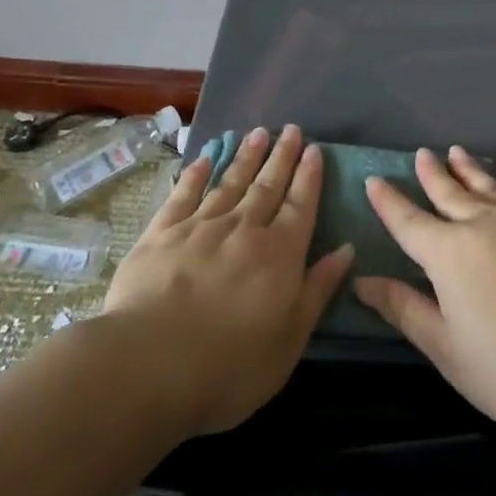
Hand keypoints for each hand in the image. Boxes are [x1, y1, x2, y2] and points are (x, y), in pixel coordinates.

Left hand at [103, 125, 352, 435]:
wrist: (149, 365)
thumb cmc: (230, 366)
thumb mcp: (289, 339)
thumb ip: (318, 290)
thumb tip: (345, 249)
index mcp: (279, 254)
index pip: (301, 205)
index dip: (309, 176)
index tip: (314, 149)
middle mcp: (244, 229)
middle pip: (268, 186)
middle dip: (282, 156)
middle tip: (291, 129)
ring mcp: (200, 227)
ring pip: (229, 182)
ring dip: (246, 156)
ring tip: (257, 133)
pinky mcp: (161, 233)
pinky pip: (184, 194)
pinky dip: (196, 174)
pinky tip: (204, 158)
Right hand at [353, 147, 495, 441]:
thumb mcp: (448, 349)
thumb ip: (405, 309)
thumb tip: (363, 281)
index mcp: (449, 252)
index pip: (408, 220)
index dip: (388, 201)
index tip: (374, 180)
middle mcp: (483, 223)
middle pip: (449, 191)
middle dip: (431, 173)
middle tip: (421, 154)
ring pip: (486, 186)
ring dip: (467, 169)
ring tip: (456, 154)